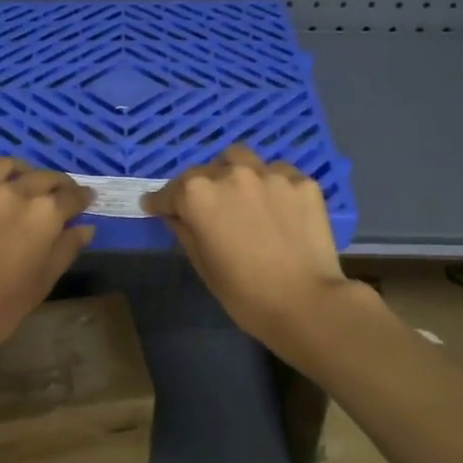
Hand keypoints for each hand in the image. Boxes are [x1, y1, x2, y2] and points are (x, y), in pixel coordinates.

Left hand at [0, 159, 94, 363]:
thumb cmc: (1, 306)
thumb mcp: (44, 281)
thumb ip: (66, 249)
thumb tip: (84, 227)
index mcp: (43, 213)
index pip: (72, 196)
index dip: (83, 198)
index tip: (87, 200)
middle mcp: (13, 192)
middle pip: (43, 177)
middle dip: (58, 184)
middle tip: (60, 194)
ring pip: (6, 166)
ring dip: (22, 172)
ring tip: (24, 182)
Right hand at [142, 145, 355, 359]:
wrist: (306, 303)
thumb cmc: (245, 294)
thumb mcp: (203, 265)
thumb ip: (185, 231)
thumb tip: (174, 214)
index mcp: (198, 195)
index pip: (169, 192)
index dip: (160, 202)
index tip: (155, 208)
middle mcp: (231, 174)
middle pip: (204, 172)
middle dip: (198, 189)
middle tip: (205, 210)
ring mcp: (270, 174)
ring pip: (241, 159)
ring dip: (232, 173)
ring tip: (240, 195)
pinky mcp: (302, 182)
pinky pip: (278, 173)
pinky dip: (270, 185)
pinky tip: (276, 207)